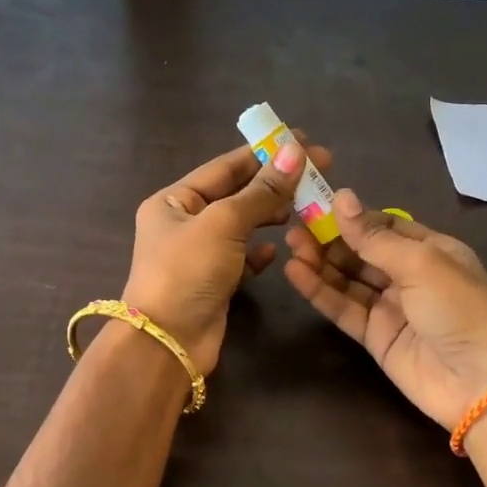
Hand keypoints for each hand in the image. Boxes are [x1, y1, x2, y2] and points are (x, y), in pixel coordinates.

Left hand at [121, 136, 331, 374]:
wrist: (168, 343)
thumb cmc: (187, 272)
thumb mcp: (224, 223)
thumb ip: (261, 191)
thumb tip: (294, 152)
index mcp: (174, 201)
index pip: (225, 167)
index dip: (264, 153)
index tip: (303, 143)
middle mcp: (183, 223)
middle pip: (235, 194)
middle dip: (274, 184)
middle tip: (318, 173)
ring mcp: (198, 255)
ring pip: (241, 226)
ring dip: (270, 215)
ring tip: (304, 207)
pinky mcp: (213, 283)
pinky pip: (241, 258)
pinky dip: (259, 253)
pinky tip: (277, 250)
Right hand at [283, 191, 486, 427]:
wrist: (479, 382)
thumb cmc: (459, 309)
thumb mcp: (421, 263)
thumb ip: (375, 236)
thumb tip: (341, 197)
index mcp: (431, 250)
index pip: (384, 226)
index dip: (352, 216)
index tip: (316, 204)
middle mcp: (410, 275)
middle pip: (362, 251)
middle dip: (331, 238)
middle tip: (295, 225)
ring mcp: (391, 307)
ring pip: (348, 279)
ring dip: (320, 262)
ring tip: (291, 245)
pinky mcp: (375, 336)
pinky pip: (343, 308)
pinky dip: (320, 291)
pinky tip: (296, 272)